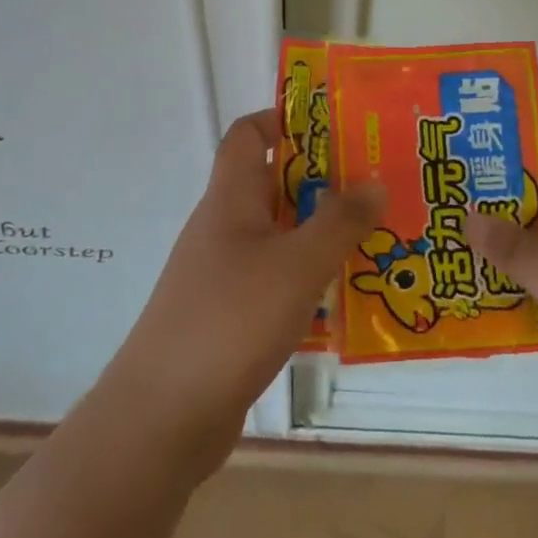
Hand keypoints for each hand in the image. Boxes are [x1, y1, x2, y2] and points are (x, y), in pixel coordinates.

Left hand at [98, 109, 382, 475]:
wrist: (162, 417)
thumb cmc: (231, 320)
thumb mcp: (298, 264)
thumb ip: (339, 221)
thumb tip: (373, 180)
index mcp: (230, 198)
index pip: (248, 134)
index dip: (284, 120)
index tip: (334, 129)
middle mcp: (223, 227)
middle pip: (272, 185)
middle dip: (321, 182)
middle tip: (375, 187)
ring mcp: (221, 274)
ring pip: (277, 236)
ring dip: (319, 235)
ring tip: (373, 240)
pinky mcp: (227, 317)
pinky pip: (273, 281)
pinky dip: (306, 280)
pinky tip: (342, 299)